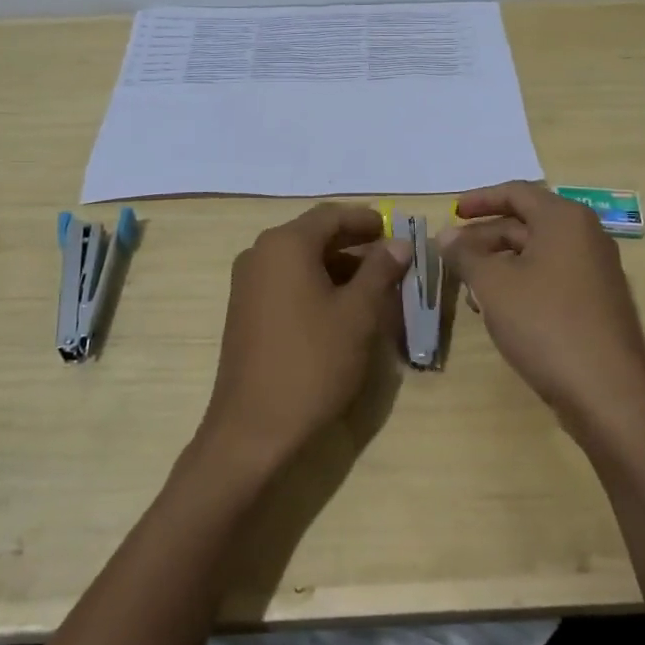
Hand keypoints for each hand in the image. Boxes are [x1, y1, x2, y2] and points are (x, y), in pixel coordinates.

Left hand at [196, 204, 411, 474]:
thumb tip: (399, 243)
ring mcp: (248, 283)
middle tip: (393, 260)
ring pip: (301, 260)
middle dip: (355, 244)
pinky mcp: (245, 310)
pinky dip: (317, 285)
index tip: (397, 231)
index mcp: (285, 245)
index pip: (332, 215)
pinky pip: (287, 282)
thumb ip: (381, 271)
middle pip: (315, 235)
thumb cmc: (312, 363)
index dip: (368, 220)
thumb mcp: (358, 314)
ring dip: (339, 267)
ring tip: (375, 288)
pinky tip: (343, 309)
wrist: (253, 429)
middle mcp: (260, 254)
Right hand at [445, 182, 644, 434]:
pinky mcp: (598, 303)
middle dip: (485, 237)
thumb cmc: (545, 324)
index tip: (451, 214)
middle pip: (526, 223)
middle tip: (452, 257)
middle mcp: (586, 236)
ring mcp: (596, 271)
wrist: (607, 394)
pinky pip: (552, 278)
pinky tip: (499, 311)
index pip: (516, 192)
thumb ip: (465, 254)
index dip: (479, 199)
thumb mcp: (493, 285)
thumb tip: (447, 236)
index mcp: (565, 219)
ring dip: (500, 264)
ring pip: (537, 254)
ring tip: (470, 290)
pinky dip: (522, 284)